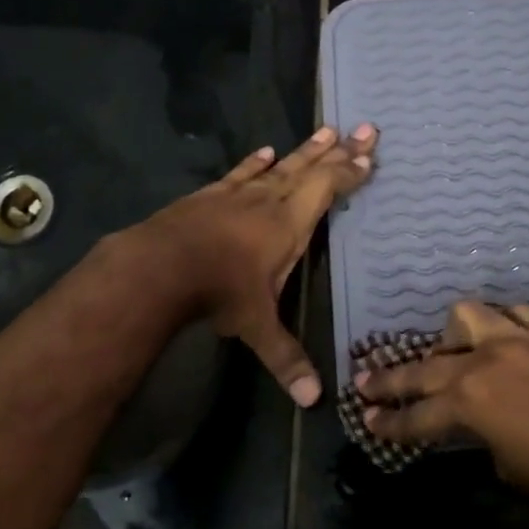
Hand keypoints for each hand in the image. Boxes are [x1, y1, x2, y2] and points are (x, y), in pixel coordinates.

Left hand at [131, 123, 377, 406]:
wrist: (159, 265)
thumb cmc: (219, 290)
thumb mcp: (257, 326)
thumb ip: (286, 358)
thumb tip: (314, 401)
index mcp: (289, 225)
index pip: (327, 190)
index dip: (349, 174)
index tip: (369, 157)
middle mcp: (269, 201)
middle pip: (310, 168)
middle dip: (339, 150)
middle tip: (363, 127)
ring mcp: (237, 194)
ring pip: (279, 165)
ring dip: (304, 150)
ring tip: (325, 130)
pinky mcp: (210, 195)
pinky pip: (240, 173)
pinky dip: (255, 163)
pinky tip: (265, 151)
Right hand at [359, 301, 528, 517]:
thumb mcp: (507, 468)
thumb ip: (477, 438)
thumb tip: (470, 427)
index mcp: (471, 403)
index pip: (417, 415)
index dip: (389, 422)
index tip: (365, 421)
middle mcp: (485, 362)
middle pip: (425, 367)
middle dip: (391, 379)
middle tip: (364, 382)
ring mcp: (518, 340)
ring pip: (465, 319)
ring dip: (449, 339)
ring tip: (448, 355)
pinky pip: (513, 315)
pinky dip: (500, 326)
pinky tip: (501, 342)